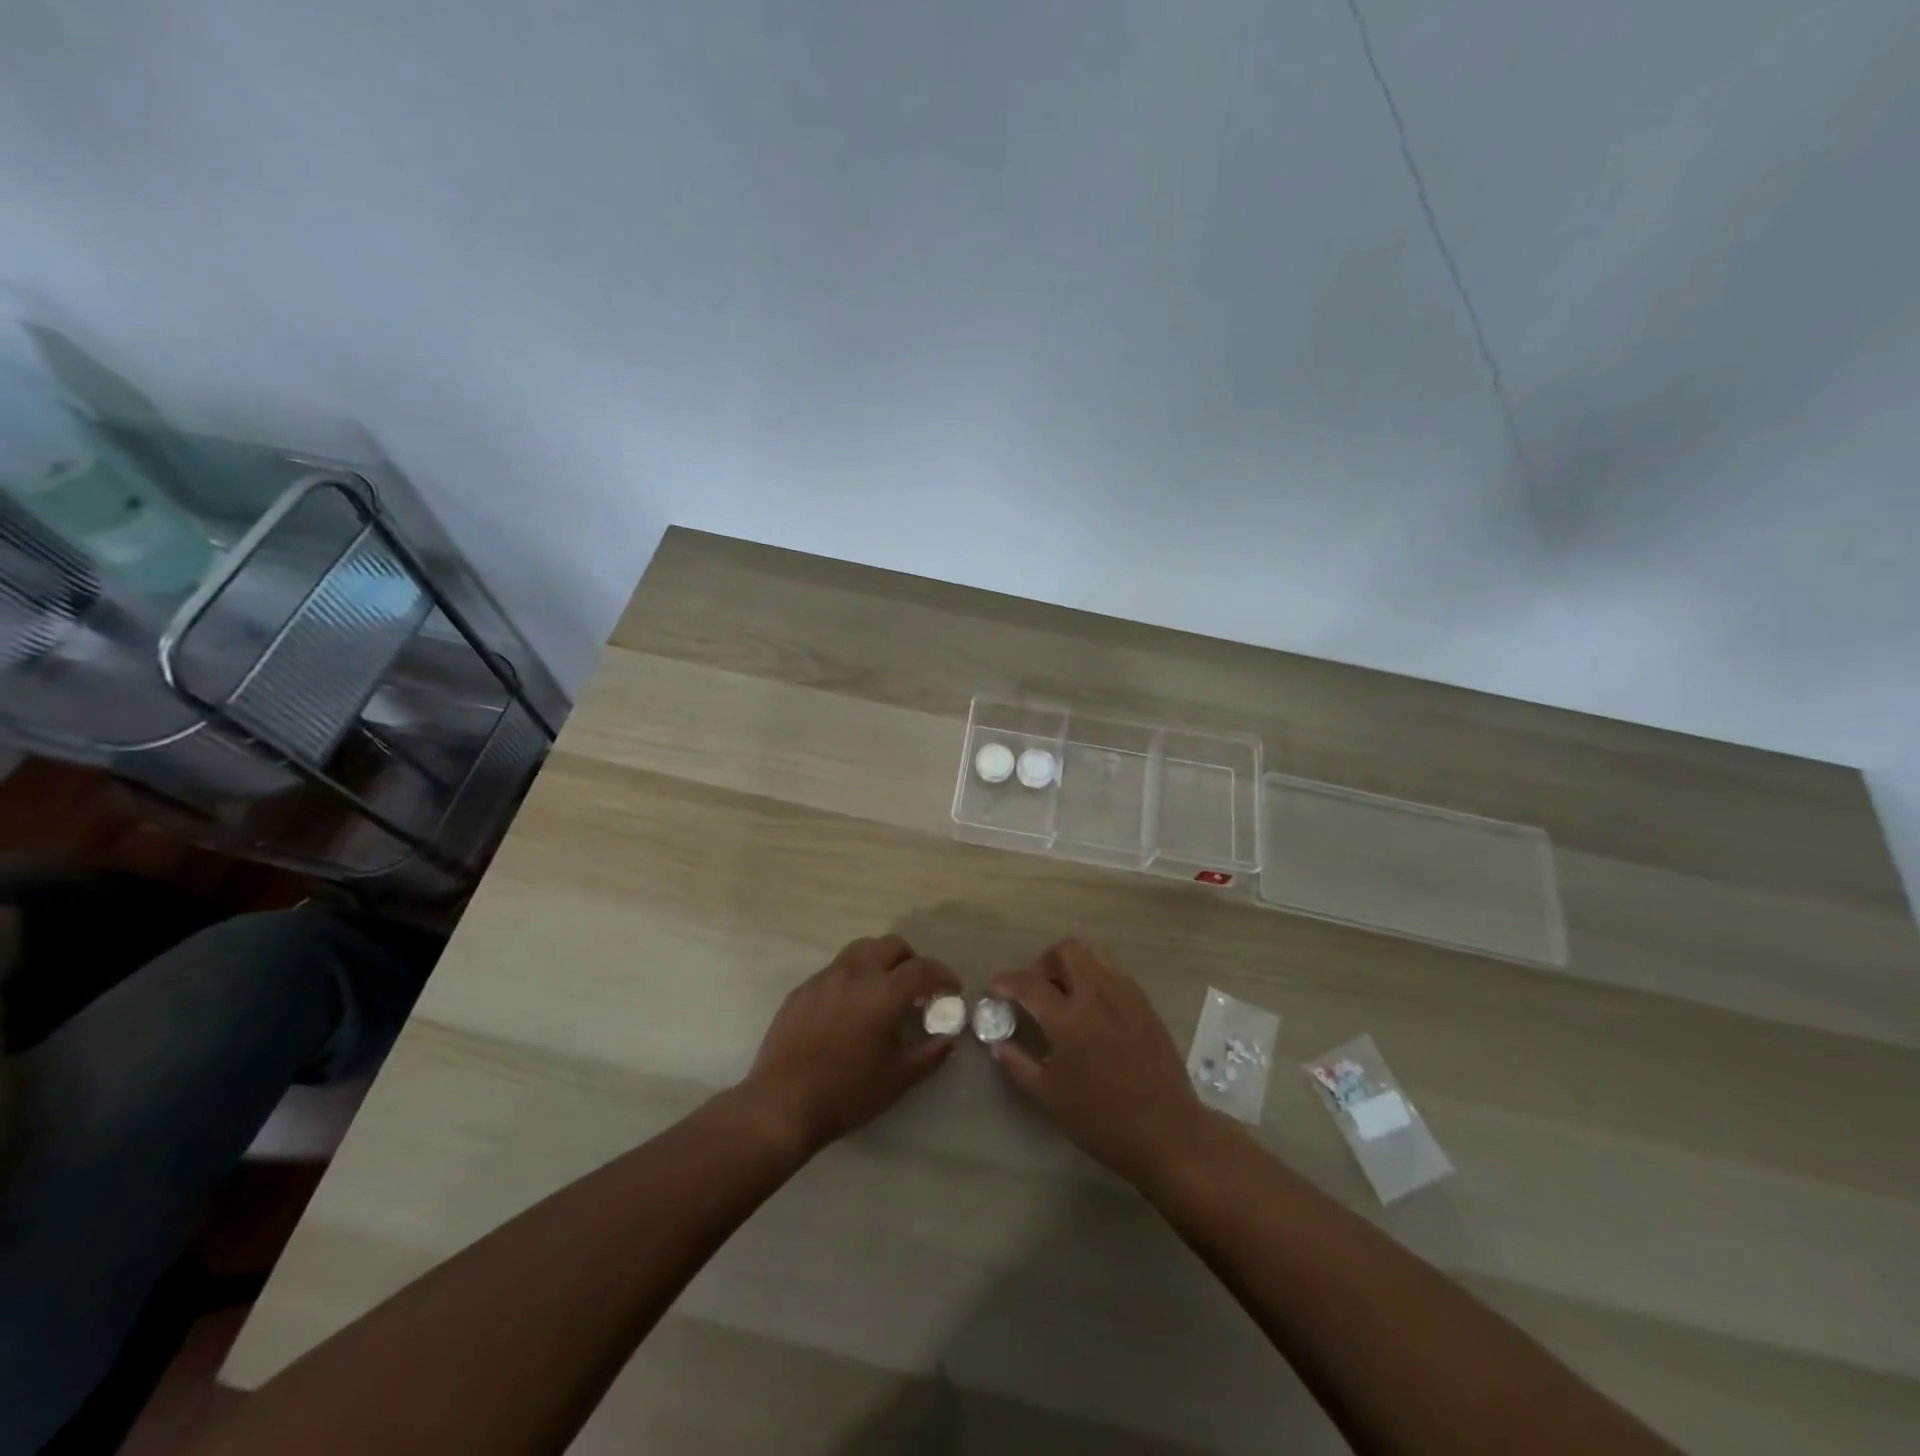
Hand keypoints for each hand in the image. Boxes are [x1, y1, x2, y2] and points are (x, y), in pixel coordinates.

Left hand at [738, 934, 960, 1156]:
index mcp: (883, 993)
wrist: (781, 1105)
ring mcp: (824, 978)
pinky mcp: (801, 990)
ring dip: (880, 962)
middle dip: (911, 960)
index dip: (943, 974)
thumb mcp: (898, 1080)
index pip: (922, 968)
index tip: (953, 988)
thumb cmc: (847, 1093)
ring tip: (883, 990)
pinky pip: (835, 970)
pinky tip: (849, 1008)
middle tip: (918, 987)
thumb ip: (929, 1055)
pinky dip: (852, 978)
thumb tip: (948, 1039)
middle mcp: (855, 974)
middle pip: (891, 946)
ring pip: (860, 950)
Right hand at [990, 938, 1207, 1184]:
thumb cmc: (1102, 1121)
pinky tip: (1093, 1008)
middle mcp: (1096, 994)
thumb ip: (1019, 1065)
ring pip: (1093, 954)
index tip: (996, 987)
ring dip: (1072, 965)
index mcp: (1068, 1019)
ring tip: (1065, 994)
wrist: (1167, 1132)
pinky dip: (1096, 977)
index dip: (1007, 981)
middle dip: (1043, 963)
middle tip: (1036, 989)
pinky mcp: (1145, 1003)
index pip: (1029, 983)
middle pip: (1066, 950)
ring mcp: (1125, 994)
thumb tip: (999, 1044)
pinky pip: (1114, 971)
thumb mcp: (1050, 1098)